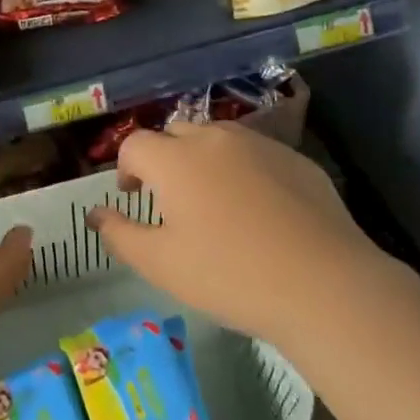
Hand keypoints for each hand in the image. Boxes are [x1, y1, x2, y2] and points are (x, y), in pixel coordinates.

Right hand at [89, 121, 379, 345]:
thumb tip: (95, 214)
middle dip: (165, 158)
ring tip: (214, 201)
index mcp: (174, 159)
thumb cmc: (230, 276)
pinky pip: (256, 154)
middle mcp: (213, 139)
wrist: (324, 285)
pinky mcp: (296, 159)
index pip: (135, 145)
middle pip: (176, 133)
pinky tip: (259, 210)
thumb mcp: (161, 265)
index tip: (134, 195)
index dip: (126, 167)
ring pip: (217, 139)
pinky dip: (244, 170)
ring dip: (204, 160)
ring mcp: (259, 144)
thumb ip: (120, 235)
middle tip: (172, 199)